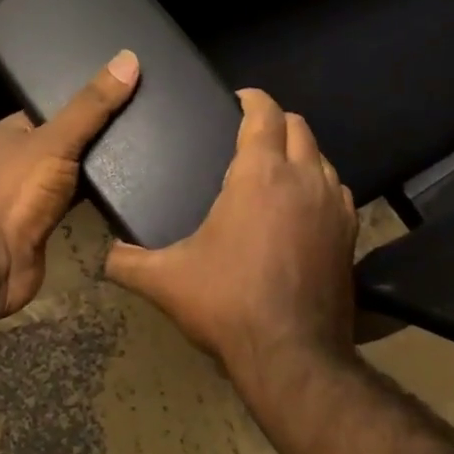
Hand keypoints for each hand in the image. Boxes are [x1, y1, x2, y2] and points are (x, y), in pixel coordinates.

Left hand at [0, 50, 140, 319]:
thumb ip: (91, 106)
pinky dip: (97, 196)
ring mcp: (30, 194)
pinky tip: (129, 190)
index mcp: (12, 132)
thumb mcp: (56, 140)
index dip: (87, 97)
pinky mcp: (45, 224)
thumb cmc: (16, 193)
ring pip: (73, 172)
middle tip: (147, 120)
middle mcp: (18, 159)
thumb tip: (128, 59)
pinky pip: (77, 201)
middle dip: (99, 133)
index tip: (127, 88)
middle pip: (66, 139)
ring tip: (147, 150)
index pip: (53, 106)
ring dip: (101, 167)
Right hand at [105, 88, 358, 389]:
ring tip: (274, 168)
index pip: (265, 113)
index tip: (238, 99)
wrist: (292, 355)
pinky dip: (319, 185)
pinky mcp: (350, 235)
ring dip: (300, 153)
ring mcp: (333, 206)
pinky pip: (337, 191)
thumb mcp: (165, 280)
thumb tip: (103, 253)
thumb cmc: (227, 303)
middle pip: (299, 127)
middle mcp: (304, 178)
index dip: (252, 98)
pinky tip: (301, 207)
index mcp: (260, 175)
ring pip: (322, 157)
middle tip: (249, 133)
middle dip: (276, 121)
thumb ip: (127, 260)